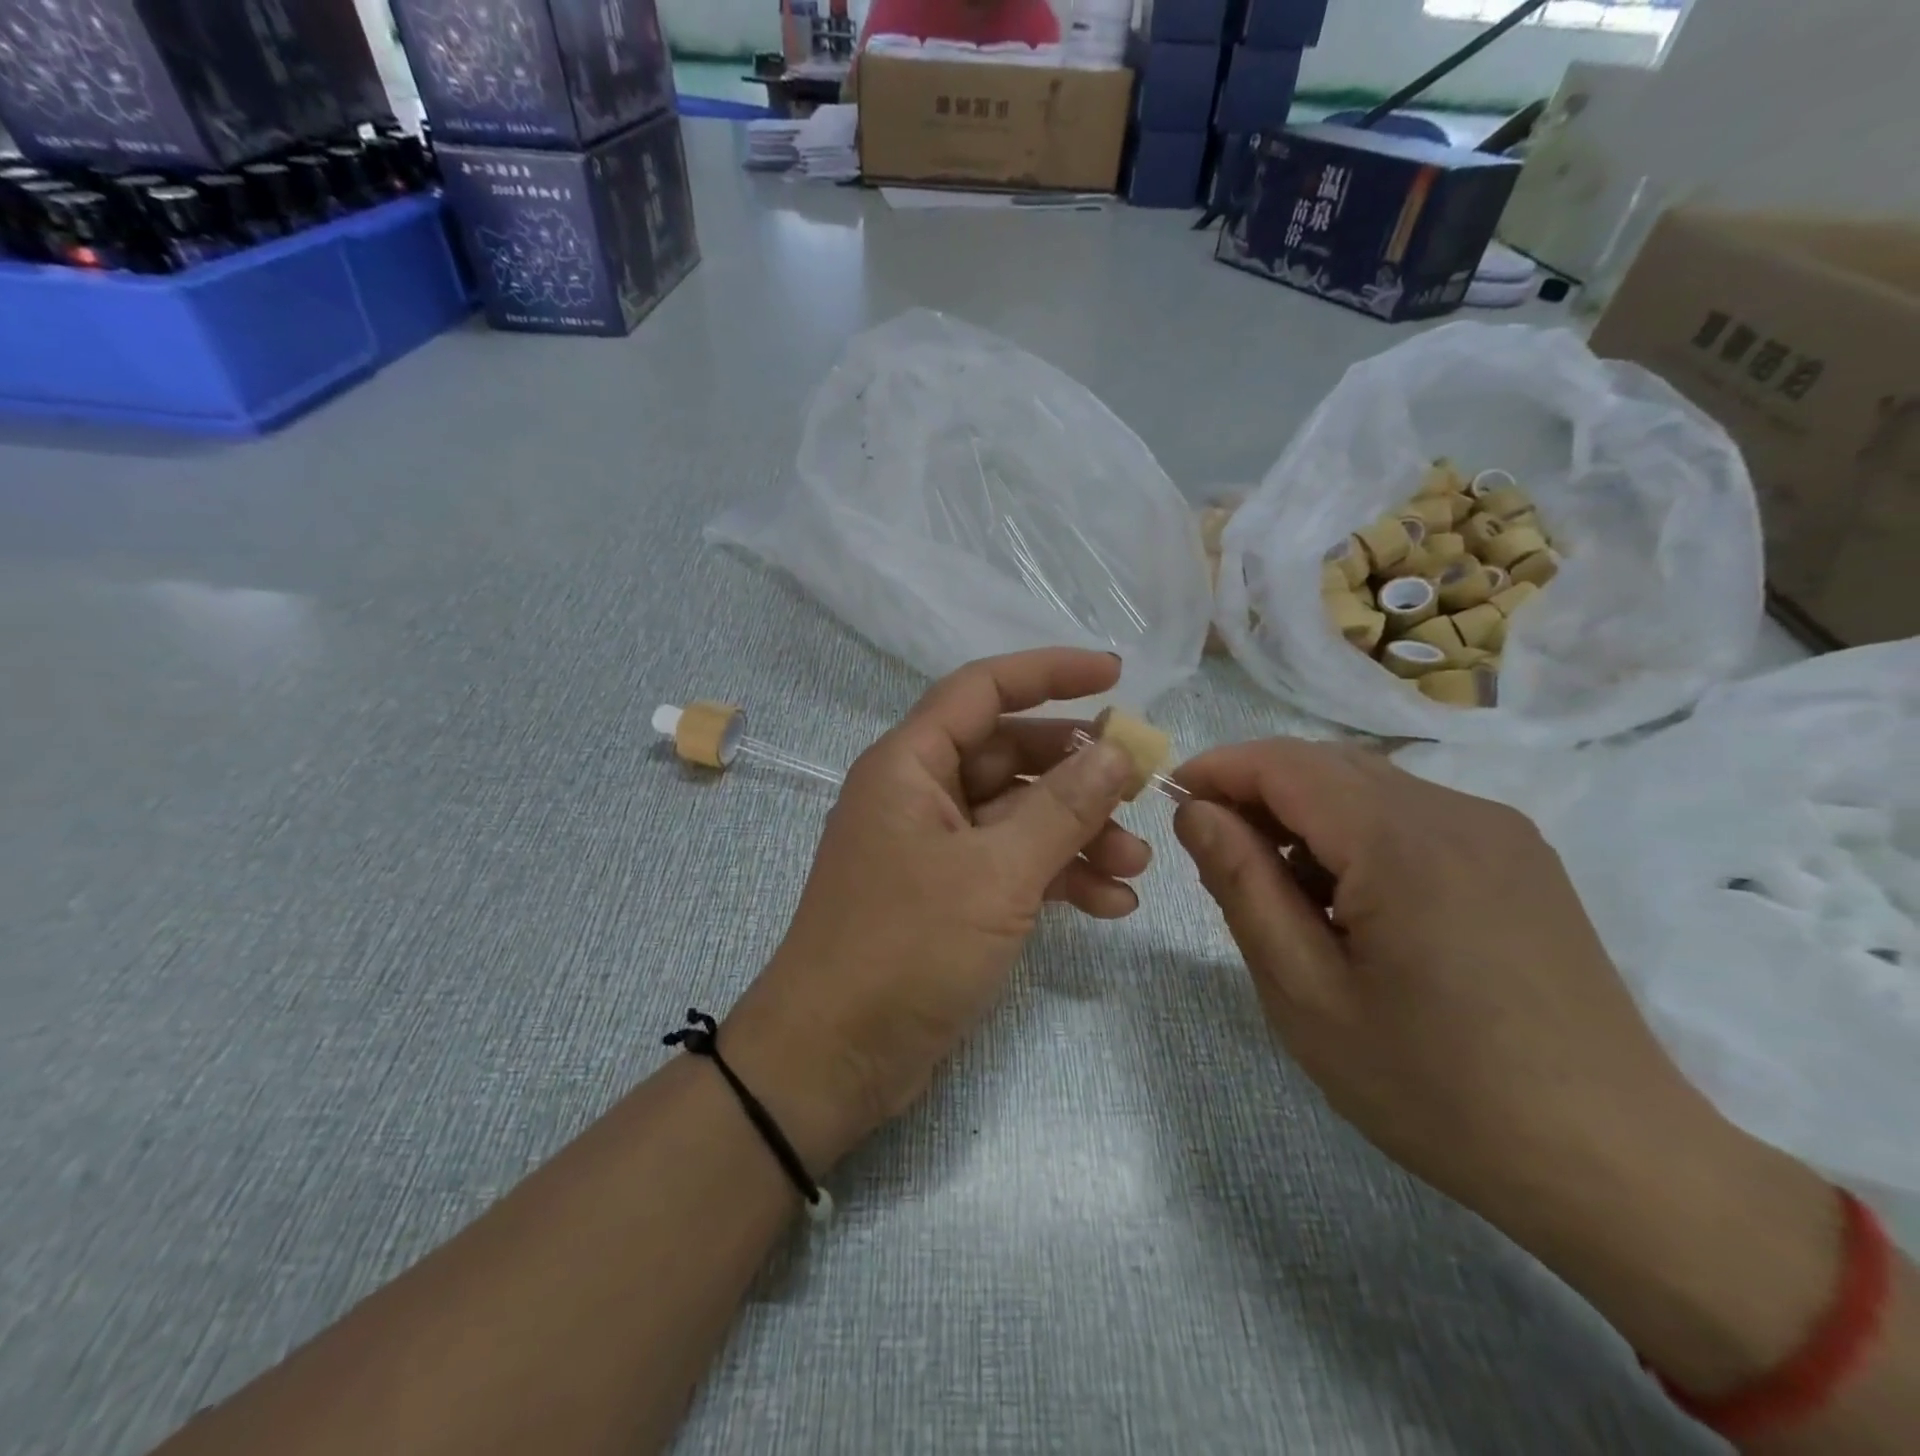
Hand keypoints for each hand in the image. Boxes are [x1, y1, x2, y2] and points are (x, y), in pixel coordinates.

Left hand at [724, 650, 1146, 1172]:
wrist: (833, 1060)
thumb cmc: (905, 949)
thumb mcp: (996, 874)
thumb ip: (1061, 808)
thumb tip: (1116, 751)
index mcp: (910, 765)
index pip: (983, 689)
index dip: (1049, 673)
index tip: (1115, 675)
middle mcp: (920, 794)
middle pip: (1010, 755)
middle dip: (1078, 772)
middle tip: (1141, 788)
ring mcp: (934, 848)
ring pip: (1018, 815)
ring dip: (1078, 832)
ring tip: (1137, 864)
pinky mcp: (948, 896)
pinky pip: (1012, 865)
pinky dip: (1058, 876)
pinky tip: (1111, 903)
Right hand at [1170, 741, 1895, 1414]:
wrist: (1616, 1165)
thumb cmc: (1436, 1088)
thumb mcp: (1305, 993)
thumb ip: (1242, 886)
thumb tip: (1196, 812)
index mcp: (1402, 842)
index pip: (1284, 764)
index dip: (1217, 769)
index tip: (1170, 802)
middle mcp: (1456, 812)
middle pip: (1325, 764)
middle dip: (1255, 791)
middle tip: (1214, 852)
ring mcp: (1498, 831)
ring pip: (1368, 786)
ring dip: (1304, 814)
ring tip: (1279, 888)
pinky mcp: (1519, 857)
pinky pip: (1411, 815)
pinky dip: (1355, 832)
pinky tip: (1349, 900)